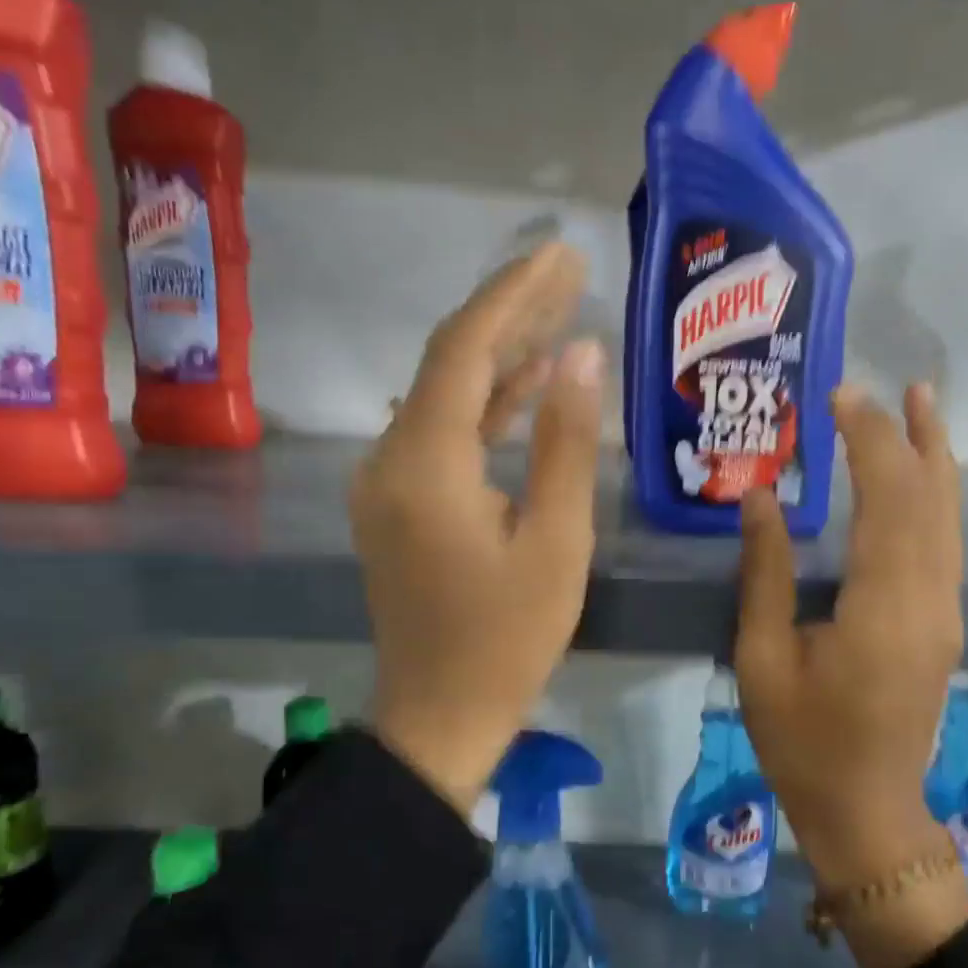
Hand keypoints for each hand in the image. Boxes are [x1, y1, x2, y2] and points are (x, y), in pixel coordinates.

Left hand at [353, 242, 603, 814]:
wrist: (441, 714)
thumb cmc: (509, 637)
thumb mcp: (556, 541)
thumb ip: (564, 442)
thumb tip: (581, 354)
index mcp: (427, 463)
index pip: (465, 349)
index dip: (513, 294)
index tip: (560, 252)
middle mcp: (390, 457)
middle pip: (448, 362)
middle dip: (509, 312)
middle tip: (567, 270)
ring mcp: (386, 481)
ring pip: (444, 396)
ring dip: (499, 357)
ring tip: (559, 315)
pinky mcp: (398, 503)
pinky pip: (441, 435)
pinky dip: (483, 407)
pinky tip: (527, 385)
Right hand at [735, 382, 967, 967]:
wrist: (867, 810)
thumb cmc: (803, 742)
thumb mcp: (762, 658)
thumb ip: (765, 574)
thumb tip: (760, 499)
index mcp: (882, 607)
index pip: (888, 498)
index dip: (869, 440)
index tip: (840, 398)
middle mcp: (929, 599)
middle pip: (931, 498)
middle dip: (909, 435)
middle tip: (889, 386)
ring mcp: (946, 612)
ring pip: (949, 517)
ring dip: (934, 458)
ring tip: (921, 406)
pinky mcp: (945, 623)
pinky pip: (945, 543)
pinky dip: (934, 497)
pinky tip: (919, 478)